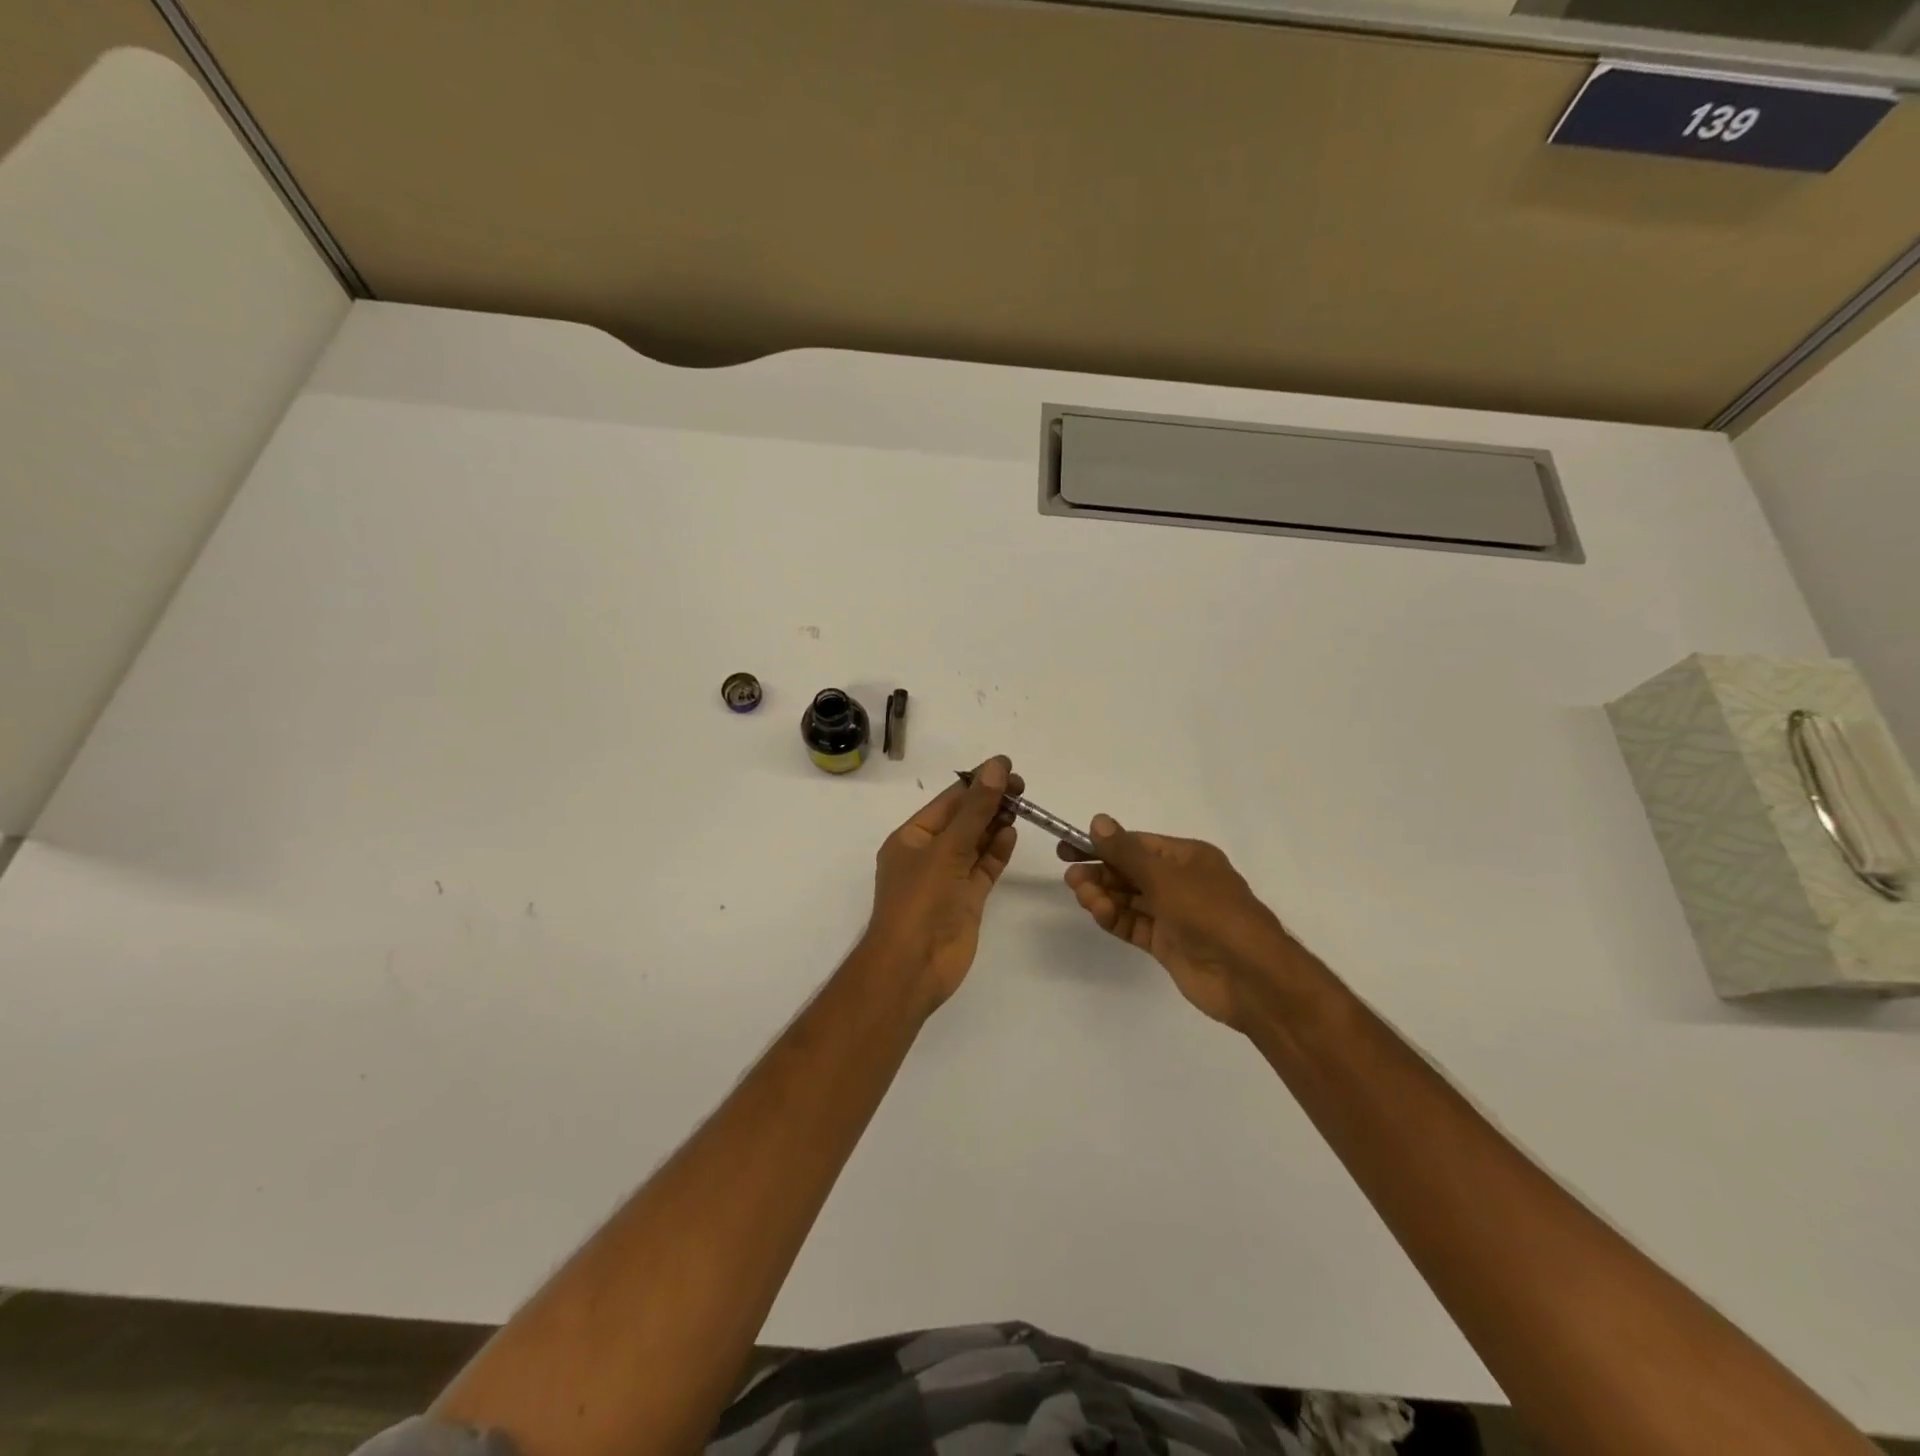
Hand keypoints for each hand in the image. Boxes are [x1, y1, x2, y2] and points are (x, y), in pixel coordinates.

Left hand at [865, 756, 1021, 1011]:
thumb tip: (997, 766)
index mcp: (911, 838)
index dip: (976, 782)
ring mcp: (948, 878)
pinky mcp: (966, 899)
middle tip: (1022, 787)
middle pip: (963, 820)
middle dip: (989, 802)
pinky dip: (998, 851)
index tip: (1007, 768)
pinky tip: (1012, 833)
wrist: (914, 966)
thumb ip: (976, 809)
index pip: (947, 801)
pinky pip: (984, 867)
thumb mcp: (948, 848)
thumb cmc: (921, 900)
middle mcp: (928, 855)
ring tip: (1021, 805)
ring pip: (976, 843)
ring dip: (995, 824)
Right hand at [1059, 817, 1299, 1031]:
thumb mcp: (1165, 877)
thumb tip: (1098, 821)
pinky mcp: (1167, 944)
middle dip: (1101, 873)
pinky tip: (1099, 913)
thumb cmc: (1210, 912)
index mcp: (1188, 858)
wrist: (1249, 976)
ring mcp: (1174, 915)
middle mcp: (1181, 882)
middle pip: (1131, 872)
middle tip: (1071, 877)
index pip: (1137, 845)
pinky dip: (1115, 918)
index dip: (1103, 845)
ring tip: (1082, 896)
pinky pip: (1134, 925)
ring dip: (1104, 895)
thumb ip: (1126, 852)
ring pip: (1130, 899)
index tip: (1070, 848)